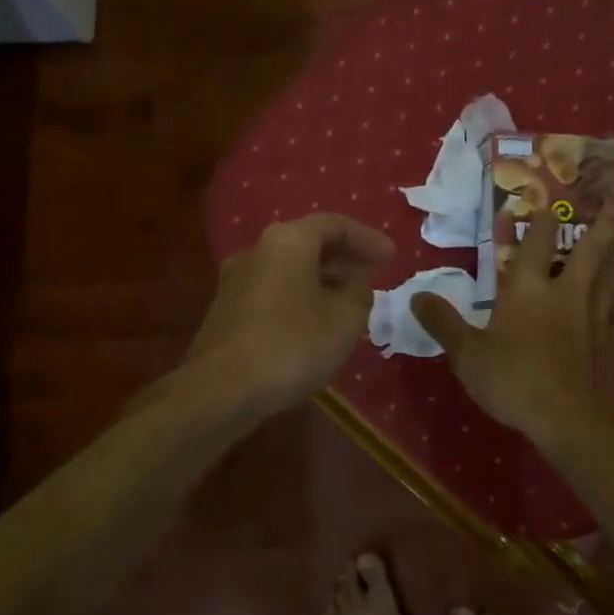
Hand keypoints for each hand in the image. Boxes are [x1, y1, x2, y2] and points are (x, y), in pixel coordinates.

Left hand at [185, 213, 394, 416]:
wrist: (221, 389)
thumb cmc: (292, 345)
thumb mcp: (345, 321)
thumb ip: (359, 295)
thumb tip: (355, 287)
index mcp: (289, 241)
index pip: (335, 225)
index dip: (367, 239)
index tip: (392, 256)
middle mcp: (259, 249)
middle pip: (310, 243)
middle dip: (345, 258)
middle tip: (374, 274)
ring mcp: (237, 279)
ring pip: (291, 268)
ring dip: (323, 279)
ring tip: (350, 300)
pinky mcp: (227, 309)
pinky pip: (275, 290)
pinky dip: (301, 295)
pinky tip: (317, 320)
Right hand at [411, 201, 613, 444]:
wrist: (566, 418)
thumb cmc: (512, 380)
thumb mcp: (466, 354)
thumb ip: (443, 323)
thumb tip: (415, 296)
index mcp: (531, 288)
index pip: (537, 240)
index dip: (537, 217)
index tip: (540, 200)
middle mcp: (569, 291)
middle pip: (591, 247)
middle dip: (602, 220)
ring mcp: (599, 315)